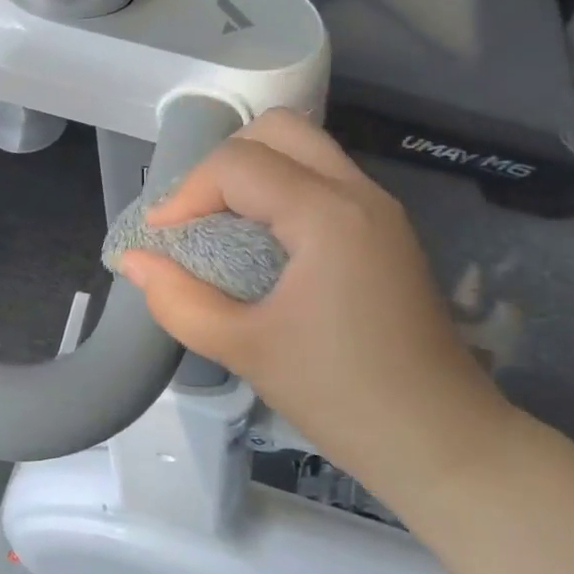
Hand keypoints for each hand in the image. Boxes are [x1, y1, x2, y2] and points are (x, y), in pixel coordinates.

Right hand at [116, 109, 511, 499]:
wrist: (441, 443)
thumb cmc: (340, 395)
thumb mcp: (243, 349)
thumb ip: (177, 300)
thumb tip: (132, 260)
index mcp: (328, 215)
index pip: (238, 164)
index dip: (185, 193)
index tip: (160, 241)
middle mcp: (359, 194)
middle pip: (277, 130)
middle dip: (222, 164)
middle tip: (194, 217)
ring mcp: (379, 210)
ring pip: (304, 149)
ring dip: (252, 174)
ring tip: (219, 227)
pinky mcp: (384, 232)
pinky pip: (321, 179)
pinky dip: (279, 190)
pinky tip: (259, 244)